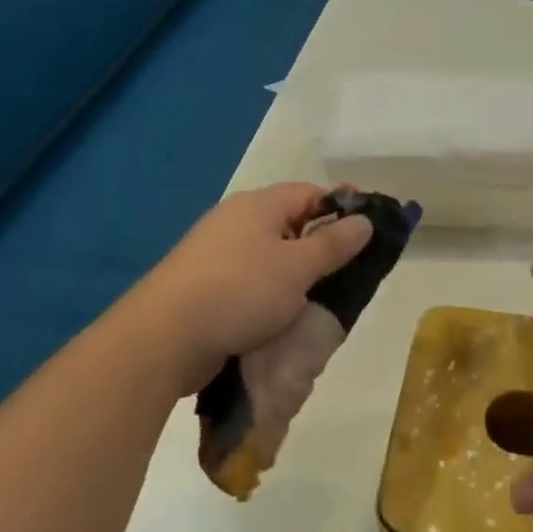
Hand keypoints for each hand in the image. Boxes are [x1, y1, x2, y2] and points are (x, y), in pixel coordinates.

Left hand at [126, 184, 372, 394]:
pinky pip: (251, 283)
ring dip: (296, 277)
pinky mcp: (204, 286)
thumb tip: (364, 220)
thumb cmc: (240, 291)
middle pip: (292, 225)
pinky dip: (271, 295)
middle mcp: (236, 220)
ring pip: (271, 257)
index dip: (343, 209)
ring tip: (320, 302)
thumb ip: (334, 244)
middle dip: (321, 248)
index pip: (312, 193)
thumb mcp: (298, 267)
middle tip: (349, 275)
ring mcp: (216, 253)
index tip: (369, 234)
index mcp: (259, 205)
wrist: (164, 338)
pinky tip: (284, 319)